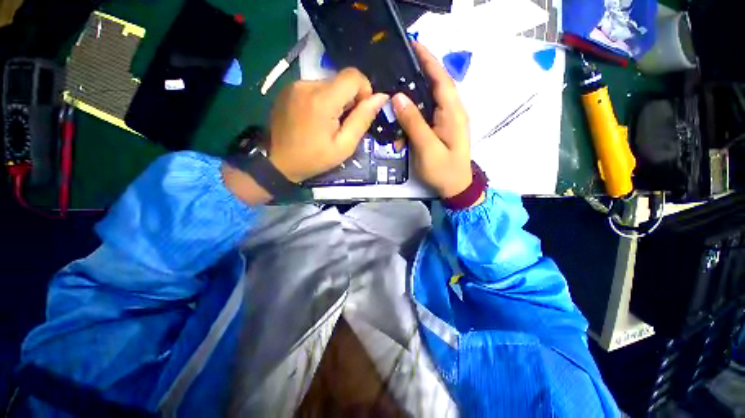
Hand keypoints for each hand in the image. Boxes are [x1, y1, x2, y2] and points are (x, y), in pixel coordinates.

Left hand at [268, 68, 388, 182]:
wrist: (279, 162)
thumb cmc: (315, 158)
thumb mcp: (344, 146)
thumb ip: (362, 119)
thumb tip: (381, 97)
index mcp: (322, 100)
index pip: (353, 76)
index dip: (364, 90)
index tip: (360, 111)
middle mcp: (307, 85)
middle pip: (340, 80)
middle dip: (349, 99)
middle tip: (342, 124)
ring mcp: (295, 85)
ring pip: (328, 84)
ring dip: (335, 101)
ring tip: (328, 124)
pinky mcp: (288, 89)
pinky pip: (315, 88)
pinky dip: (322, 100)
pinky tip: (316, 119)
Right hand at [392, 42, 472, 198]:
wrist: (456, 188)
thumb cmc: (444, 170)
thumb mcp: (427, 148)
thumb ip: (414, 122)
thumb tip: (398, 97)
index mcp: (452, 113)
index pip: (441, 79)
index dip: (428, 60)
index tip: (413, 45)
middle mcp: (451, 112)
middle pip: (433, 87)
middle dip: (415, 77)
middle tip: (395, 71)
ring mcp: (446, 121)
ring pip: (426, 103)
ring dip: (409, 107)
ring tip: (392, 110)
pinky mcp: (440, 130)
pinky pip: (424, 118)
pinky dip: (410, 123)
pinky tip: (400, 134)